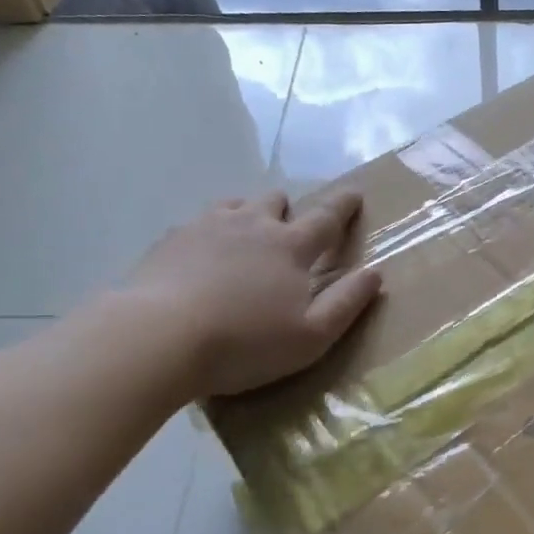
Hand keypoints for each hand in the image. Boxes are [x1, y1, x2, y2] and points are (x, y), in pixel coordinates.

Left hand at [114, 190, 382, 401]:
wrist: (157, 338)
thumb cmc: (244, 342)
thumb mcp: (311, 336)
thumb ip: (347, 303)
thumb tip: (375, 273)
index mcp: (290, 246)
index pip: (326, 217)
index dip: (344, 204)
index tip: (355, 192)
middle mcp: (252, 225)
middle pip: (276, 201)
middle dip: (288, 208)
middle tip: (288, 227)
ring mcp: (207, 228)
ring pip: (235, 205)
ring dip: (247, 213)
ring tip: (245, 236)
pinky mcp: (170, 241)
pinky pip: (197, 223)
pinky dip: (209, 233)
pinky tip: (200, 257)